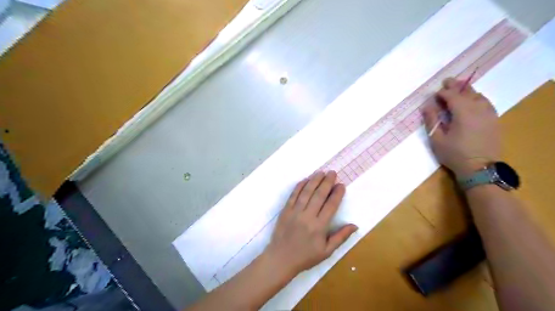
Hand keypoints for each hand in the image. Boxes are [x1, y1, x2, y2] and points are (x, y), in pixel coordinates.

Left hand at [263, 172, 357, 280]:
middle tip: (332, 172)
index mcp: (319, 227)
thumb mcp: (327, 251)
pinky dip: (300, 186)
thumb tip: (355, 225)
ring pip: (306, 192)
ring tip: (321, 172)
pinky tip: (305, 179)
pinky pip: (293, 195)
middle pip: (319, 195)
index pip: (330, 206)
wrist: (281, 258)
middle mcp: (307, 216)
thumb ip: (341, 237)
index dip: (337, 194)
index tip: (341, 185)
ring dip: (314, 180)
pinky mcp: (285, 210)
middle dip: (327, 182)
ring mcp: (295, 212)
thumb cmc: (306, 256)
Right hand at [423, 78, 500, 176]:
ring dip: (467, 91)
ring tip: (458, 89)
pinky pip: (486, 103)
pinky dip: (477, 98)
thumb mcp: (437, 139)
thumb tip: (427, 106)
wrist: (480, 169)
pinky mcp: (494, 120)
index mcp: (463, 112)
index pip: (452, 95)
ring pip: (478, 96)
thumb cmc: (454, 154)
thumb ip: (431, 120)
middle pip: (467, 92)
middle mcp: (478, 109)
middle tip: (446, 81)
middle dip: (456, 86)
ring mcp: (489, 114)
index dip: (442, 93)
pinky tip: (472, 101)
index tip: (434, 94)